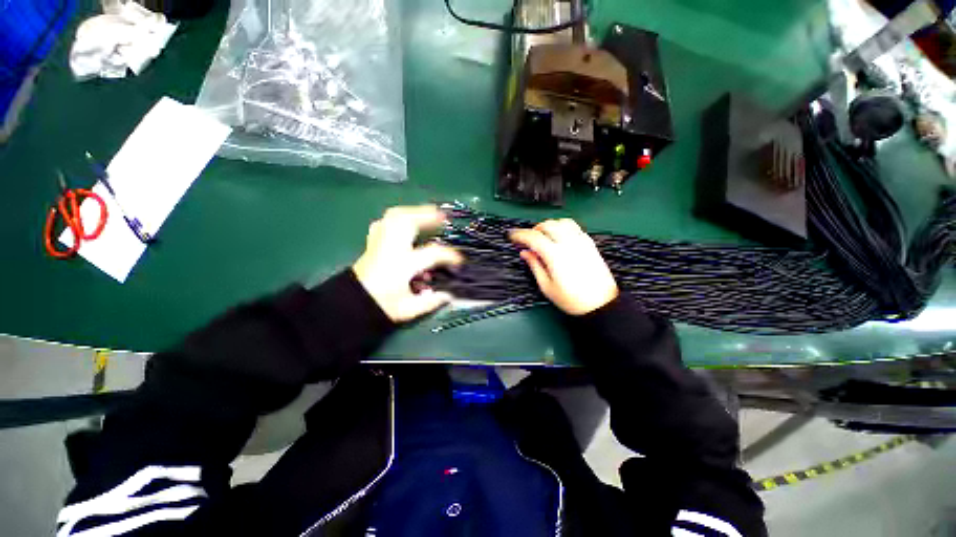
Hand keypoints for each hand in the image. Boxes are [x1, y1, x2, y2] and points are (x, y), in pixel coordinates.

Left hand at [353, 205, 463, 321]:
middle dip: (428, 215)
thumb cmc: (381, 307)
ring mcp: (379, 243)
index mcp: (402, 265)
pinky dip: (398, 218)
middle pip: (407, 221)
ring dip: (414, 212)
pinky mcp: (373, 243)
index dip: (450, 255)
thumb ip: (432, 300)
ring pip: (395, 216)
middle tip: (443, 217)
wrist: (351, 306)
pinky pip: (385, 222)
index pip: (432, 253)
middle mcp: (390, 249)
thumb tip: (449, 293)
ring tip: (428, 214)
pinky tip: (406, 222)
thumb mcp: (409, 309)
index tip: (459, 261)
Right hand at [510, 218, 617, 315]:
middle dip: (534, 229)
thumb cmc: (572, 300)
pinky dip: (563, 228)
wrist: (600, 304)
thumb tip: (525, 253)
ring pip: (562, 222)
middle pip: (548, 225)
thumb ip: (534, 266)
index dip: (520, 235)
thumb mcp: (546, 286)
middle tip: (527, 240)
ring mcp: (581, 242)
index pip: (533, 237)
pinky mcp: (590, 244)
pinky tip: (559, 238)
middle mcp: (569, 245)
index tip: (512, 236)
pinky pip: (574, 227)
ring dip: (549, 226)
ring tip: (543, 237)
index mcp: (555, 256)